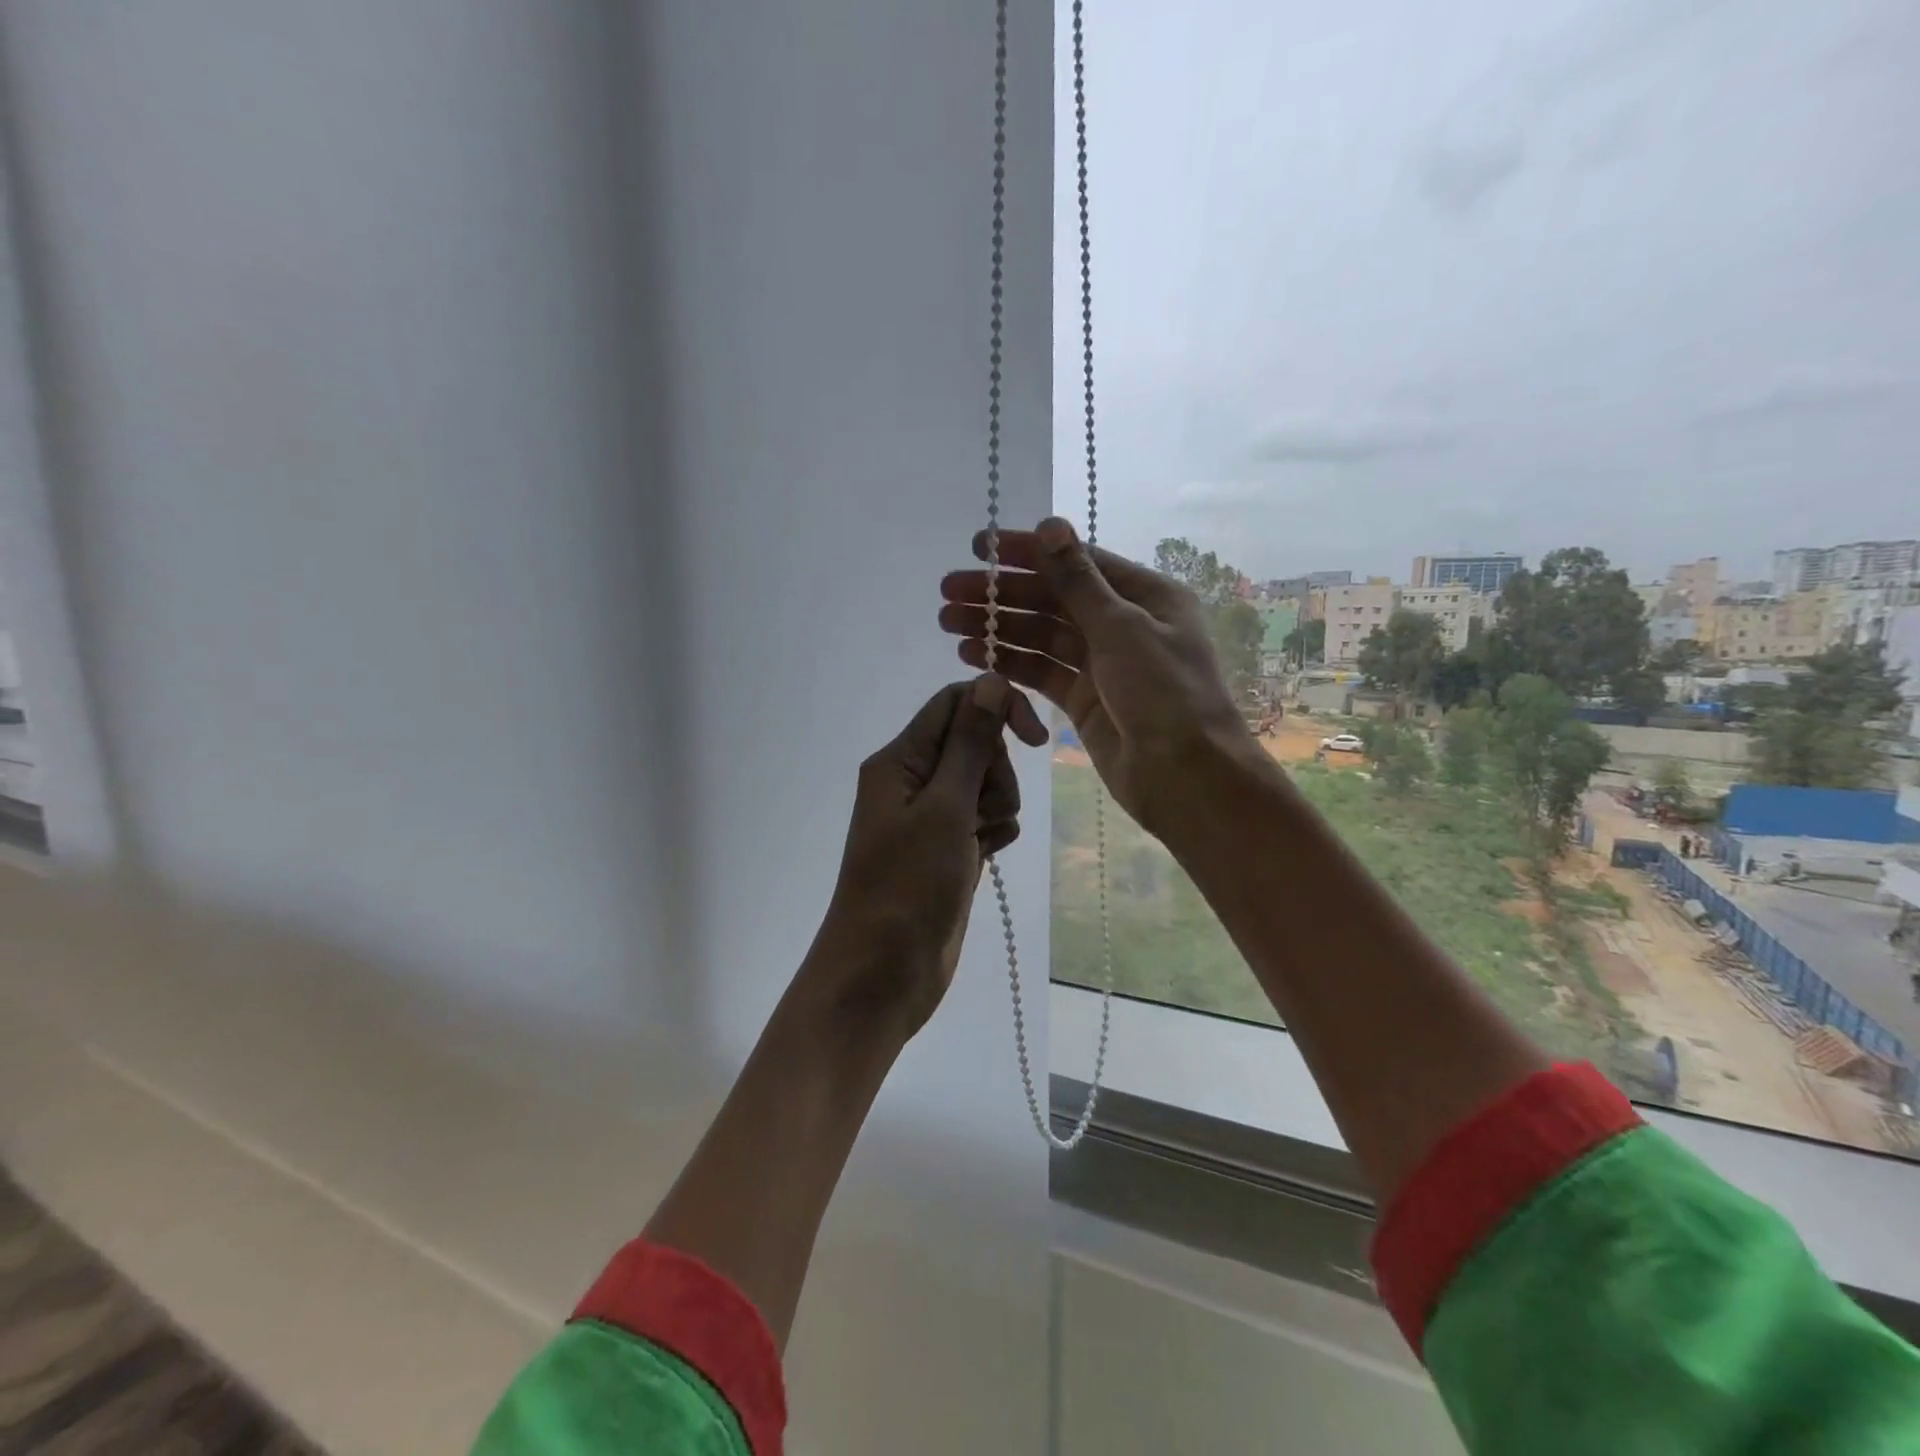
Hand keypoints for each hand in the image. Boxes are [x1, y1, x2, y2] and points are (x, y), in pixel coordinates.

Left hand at [803, 674, 1047, 1037]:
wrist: (883, 974)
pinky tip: (986, 856)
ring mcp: (930, 817)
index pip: (955, 703)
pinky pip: (985, 819)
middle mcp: (912, 780)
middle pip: (974, 742)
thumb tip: (989, 679)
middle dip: (995, 770)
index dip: (998, 709)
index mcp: (899, 759)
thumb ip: (969, 743)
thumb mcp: (944, 808)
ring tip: (980, 841)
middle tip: (981, 811)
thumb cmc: (908, 886)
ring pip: (985, 782)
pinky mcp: (947, 848)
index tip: (1036, 739)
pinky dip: (993, 832)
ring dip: (998, 805)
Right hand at [938, 517, 1259, 843]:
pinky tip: (972, 654)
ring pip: (1041, 636)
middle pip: (1052, 599)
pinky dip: (1009, 661)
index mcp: (1145, 595)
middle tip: (948, 590)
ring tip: (948, 621)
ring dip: (997, 627)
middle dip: (1001, 594)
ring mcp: (1101, 663)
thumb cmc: (1165, 693)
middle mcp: (1122, 623)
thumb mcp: (1122, 628)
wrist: (1185, 776)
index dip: (1026, 553)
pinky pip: (1040, 671)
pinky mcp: (1082, 699)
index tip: (978, 547)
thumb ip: (1078, 581)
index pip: (1075, 563)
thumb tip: (1050, 523)